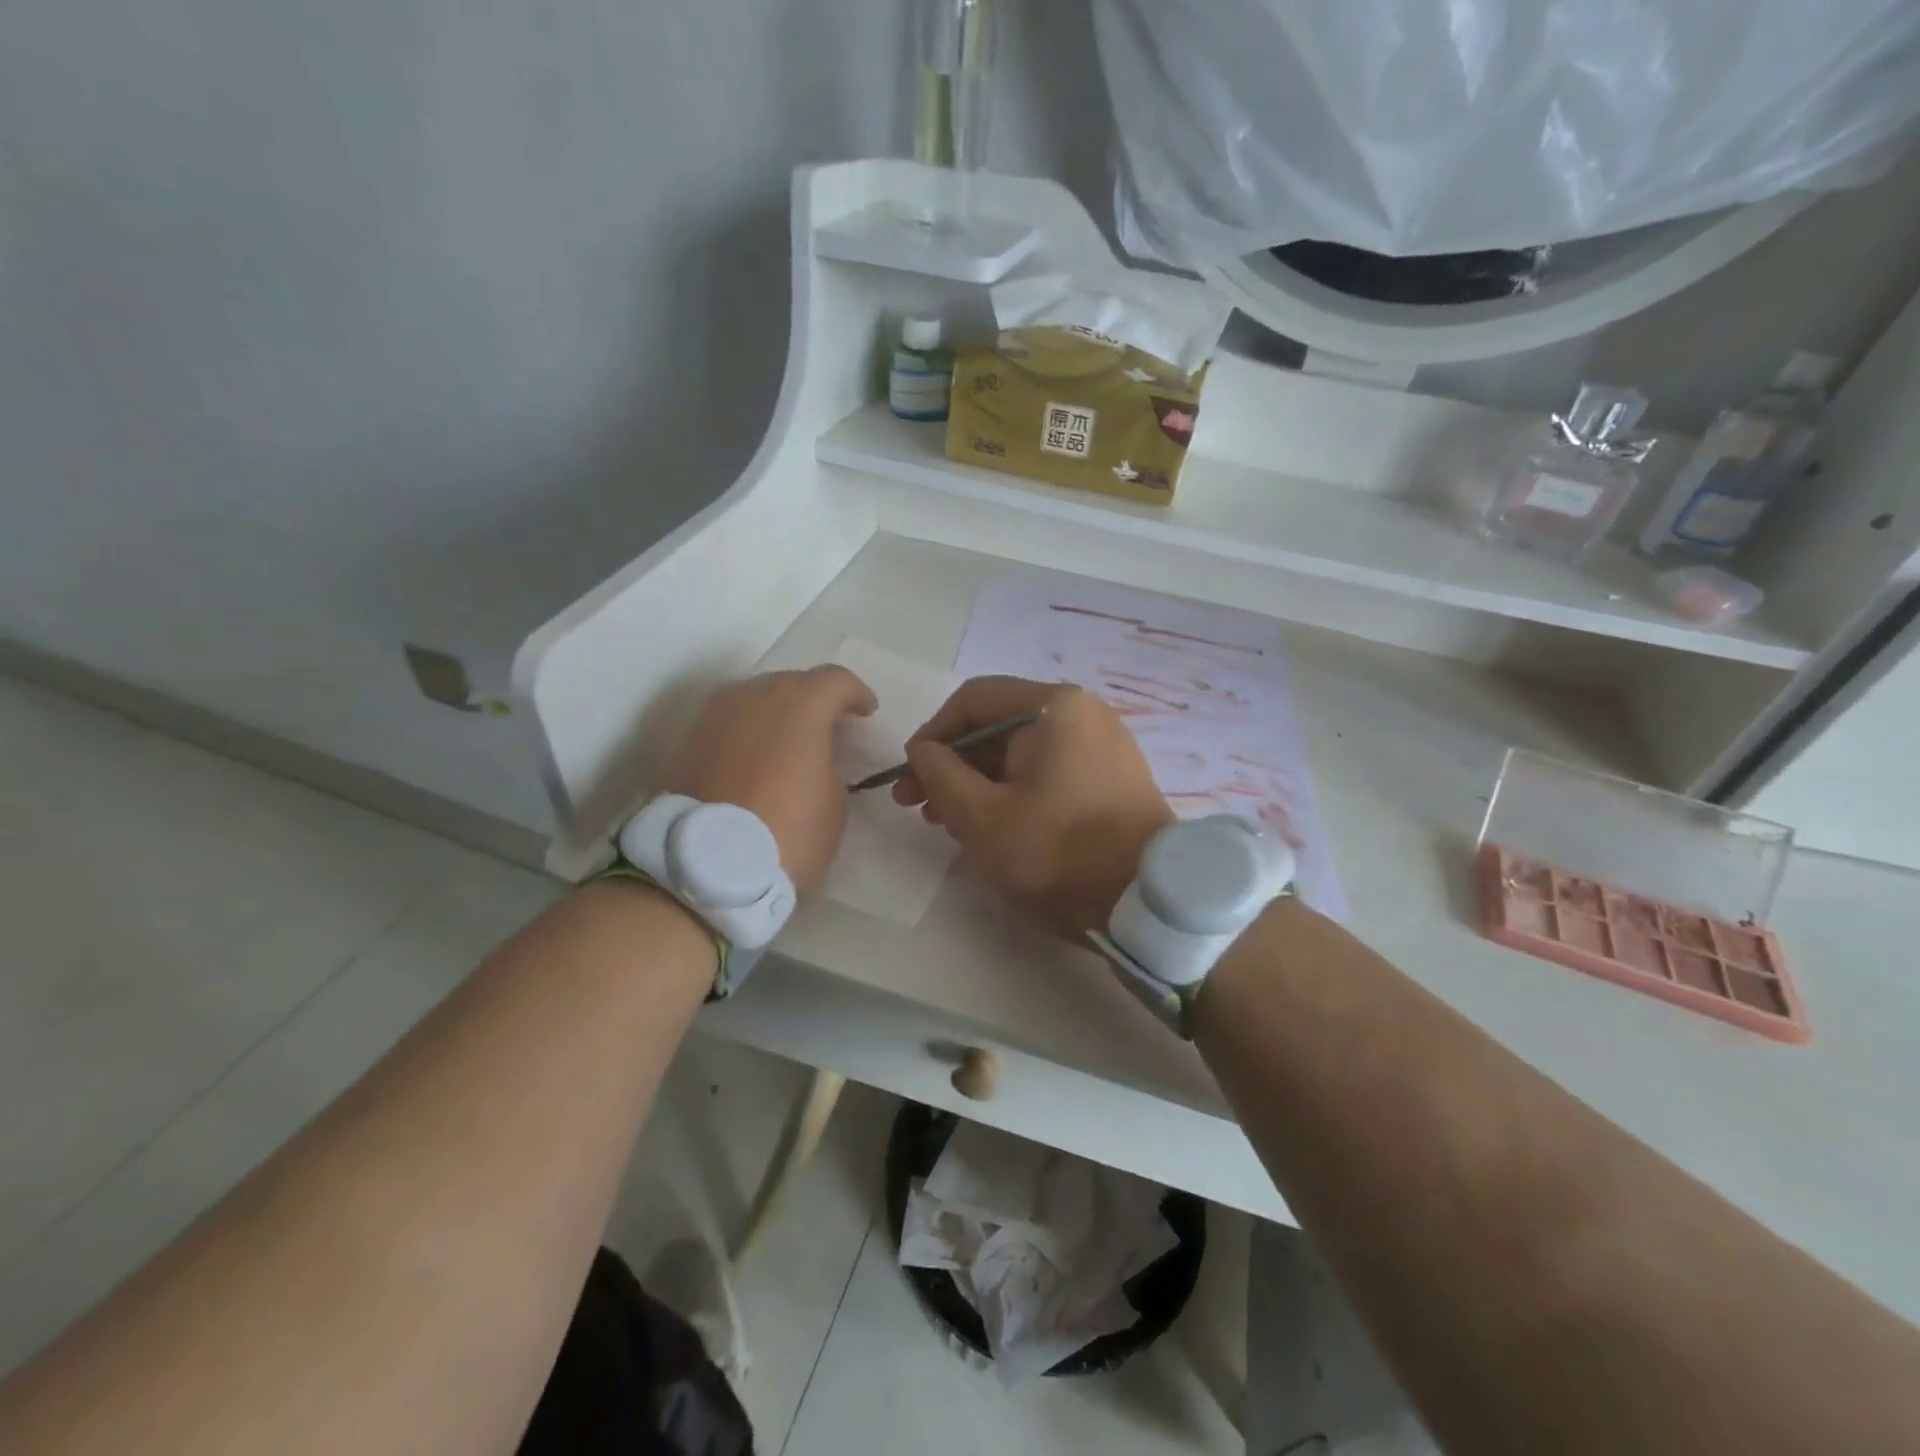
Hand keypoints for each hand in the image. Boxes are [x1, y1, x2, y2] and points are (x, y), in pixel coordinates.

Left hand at [667, 667, 877, 893]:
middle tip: (828, 728)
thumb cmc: (789, 830)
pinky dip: (748, 734)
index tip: (866, 712)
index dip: (856, 694)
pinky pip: (730, 724)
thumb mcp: (835, 800)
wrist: (708, 865)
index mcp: (800, 702)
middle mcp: (754, 694)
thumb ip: (829, 763)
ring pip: (756, 700)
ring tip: (789, 744)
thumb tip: (814, 757)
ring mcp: (716, 714)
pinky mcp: (689, 741)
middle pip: (792, 683)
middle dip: (814, 701)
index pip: (836, 680)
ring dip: (777, 715)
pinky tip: (757, 760)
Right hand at [893, 676, 1172, 936]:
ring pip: (1022, 752)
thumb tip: (923, 751)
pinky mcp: (1112, 776)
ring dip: (979, 780)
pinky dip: (1014, 790)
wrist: (1148, 902)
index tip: (910, 775)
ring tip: (948, 821)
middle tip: (918, 805)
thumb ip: (940, 775)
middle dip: (953, 763)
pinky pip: (1049, 770)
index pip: (973, 700)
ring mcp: (1103, 744)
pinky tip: (993, 824)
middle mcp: (1082, 712)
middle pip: (998, 725)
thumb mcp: (982, 817)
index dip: (933, 734)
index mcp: (1053, 707)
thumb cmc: (1058, 852)